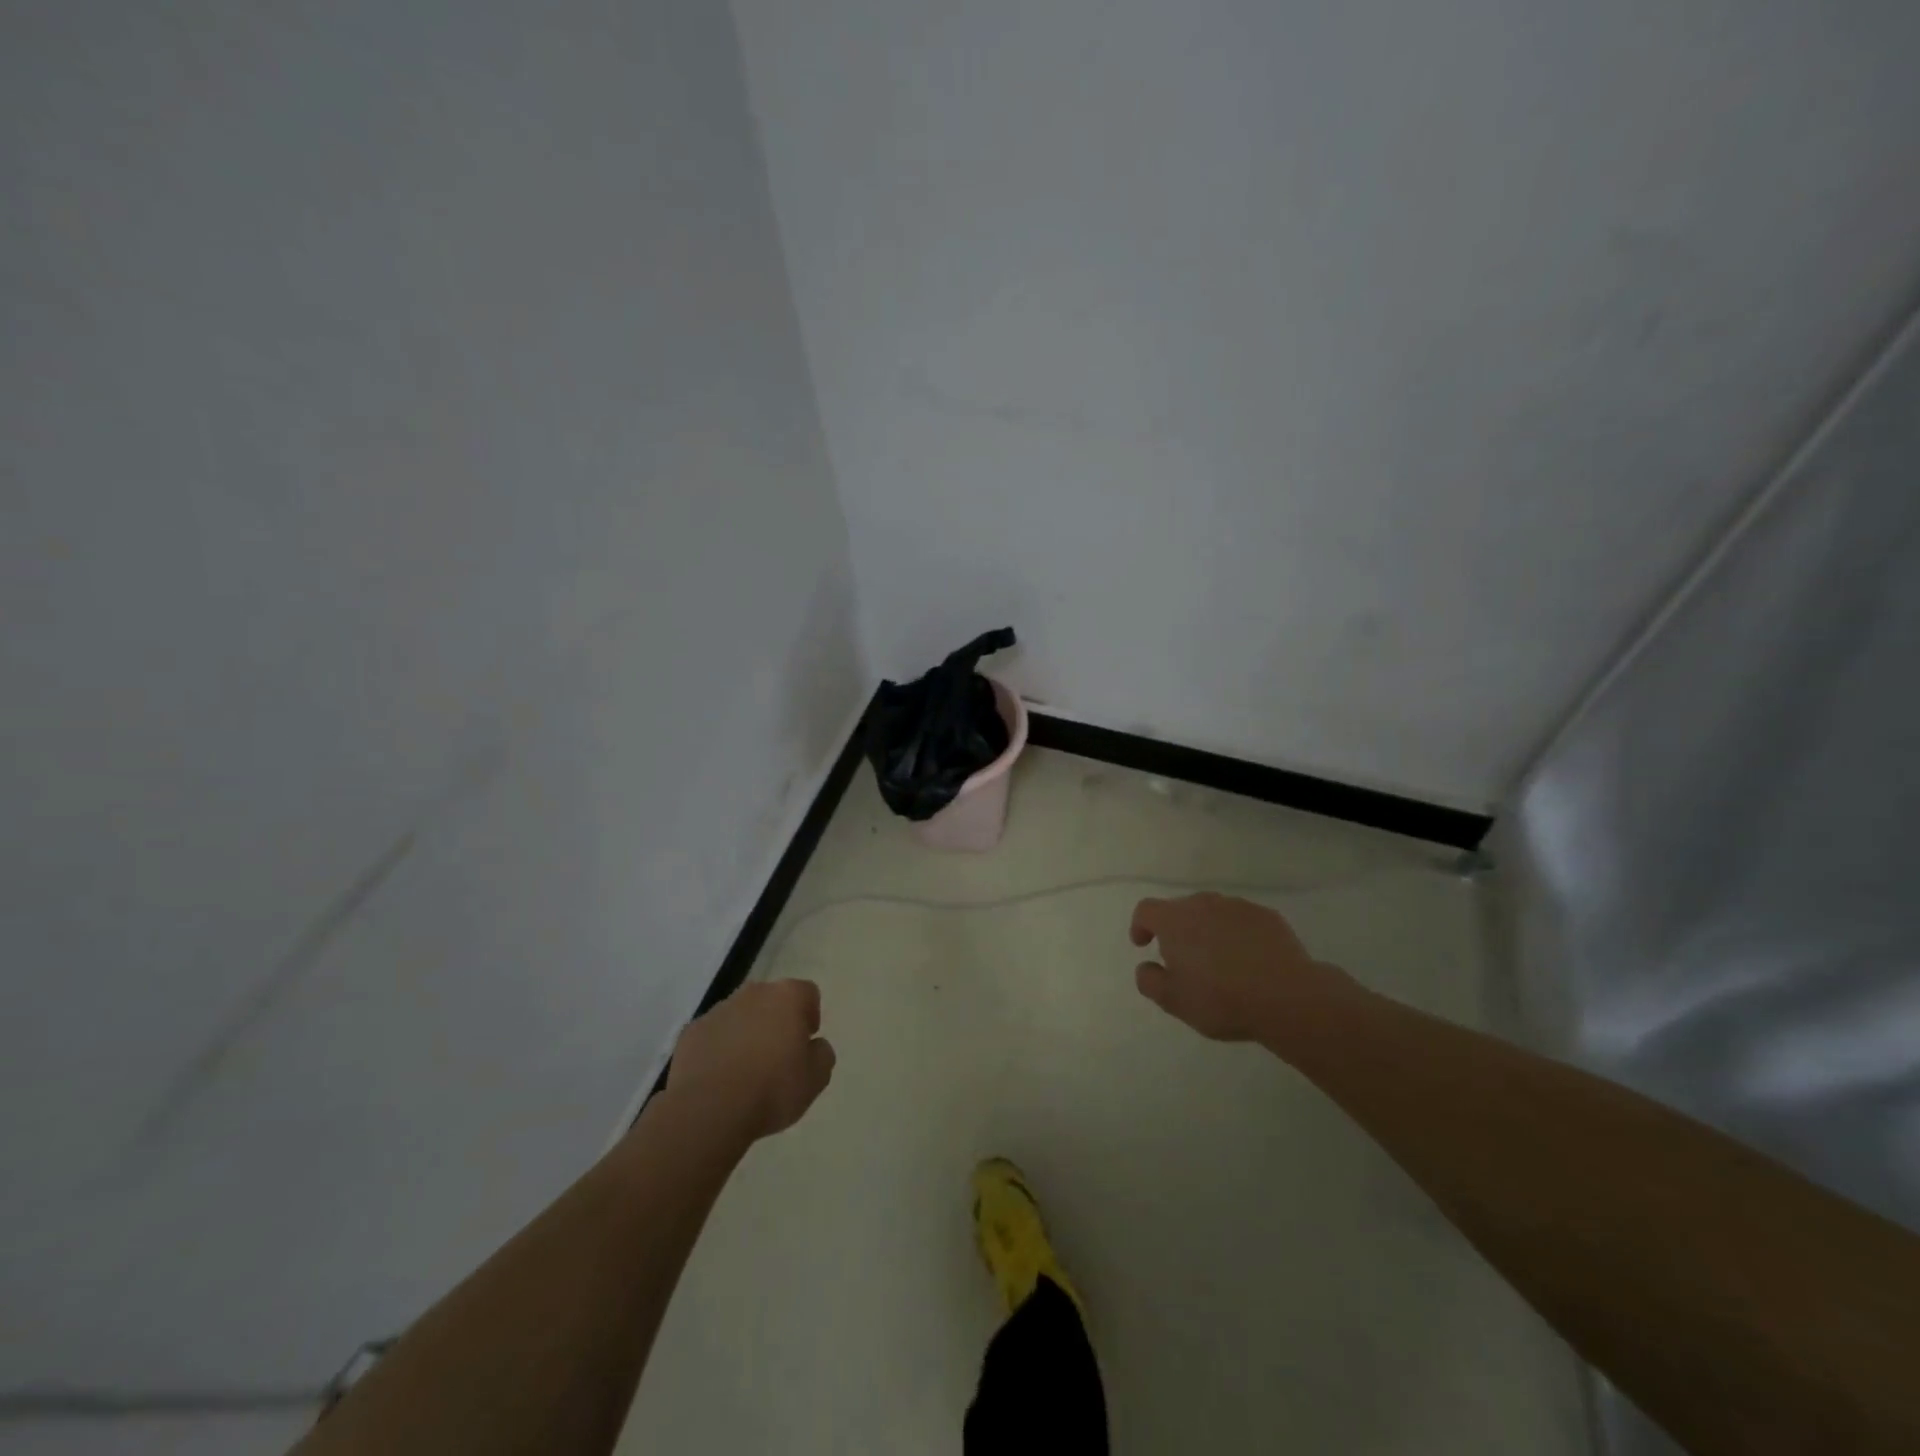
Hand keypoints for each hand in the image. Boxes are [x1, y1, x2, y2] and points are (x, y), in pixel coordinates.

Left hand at [669, 979, 835, 1140]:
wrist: (709, 1110)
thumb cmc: (771, 1089)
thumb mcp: (816, 1079)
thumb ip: (822, 1054)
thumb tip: (814, 1046)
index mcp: (787, 996)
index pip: (807, 993)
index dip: (810, 1016)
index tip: (805, 1043)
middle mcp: (753, 993)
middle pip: (771, 1000)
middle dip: (776, 1022)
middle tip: (778, 1057)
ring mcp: (718, 1010)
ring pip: (740, 1015)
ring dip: (746, 1034)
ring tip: (745, 1072)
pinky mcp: (691, 1032)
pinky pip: (713, 1035)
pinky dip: (719, 1049)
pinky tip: (719, 1078)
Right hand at [1130, 892, 1355, 1042]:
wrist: (1287, 997)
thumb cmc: (1221, 999)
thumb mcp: (1173, 1001)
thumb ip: (1149, 981)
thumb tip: (1146, 967)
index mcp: (1175, 920)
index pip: (1146, 910)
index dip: (1140, 925)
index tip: (1144, 945)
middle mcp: (1204, 904)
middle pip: (1181, 909)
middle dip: (1177, 930)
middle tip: (1184, 961)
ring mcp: (1238, 907)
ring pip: (1213, 913)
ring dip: (1208, 931)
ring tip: (1219, 962)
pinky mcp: (1268, 916)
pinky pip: (1243, 921)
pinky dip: (1238, 935)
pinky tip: (1249, 961)